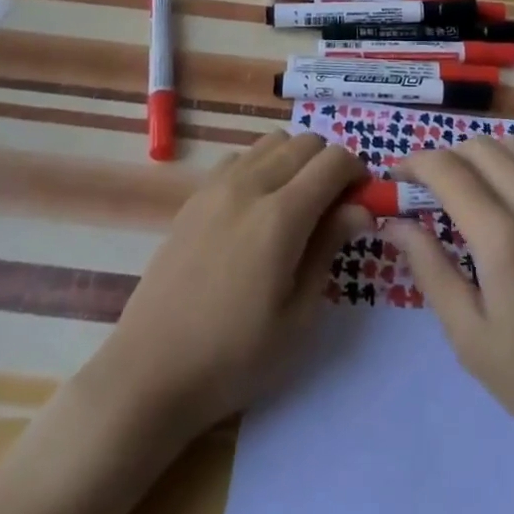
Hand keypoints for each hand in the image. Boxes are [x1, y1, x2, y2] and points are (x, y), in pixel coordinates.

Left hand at [94, 131, 371, 438]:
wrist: (151, 371)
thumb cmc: (234, 357)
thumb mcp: (298, 316)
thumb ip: (329, 248)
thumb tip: (360, 208)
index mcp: (280, 216)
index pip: (334, 161)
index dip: (357, 174)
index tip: (362, 203)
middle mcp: (249, 185)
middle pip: (305, 142)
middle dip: (329, 165)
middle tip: (333, 207)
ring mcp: (217, 186)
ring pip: (272, 141)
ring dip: (295, 160)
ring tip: (296, 205)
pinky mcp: (194, 196)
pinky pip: (240, 157)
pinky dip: (261, 166)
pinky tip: (257, 208)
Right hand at [387, 138, 513, 473]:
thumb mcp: (470, 337)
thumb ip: (429, 268)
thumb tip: (393, 222)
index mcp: (505, 239)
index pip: (447, 170)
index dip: (413, 164)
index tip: (396, 179)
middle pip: (481, 148)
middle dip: (446, 160)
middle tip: (431, 191)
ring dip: (489, 156)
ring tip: (477, 187)